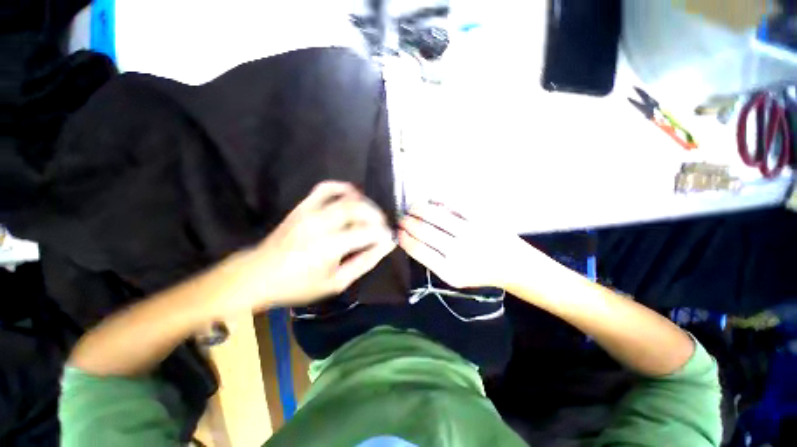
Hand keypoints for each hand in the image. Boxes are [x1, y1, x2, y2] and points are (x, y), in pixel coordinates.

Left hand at [226, 181, 395, 310]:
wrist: (258, 274)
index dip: (383, 234)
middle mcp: (322, 223)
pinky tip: (353, 196)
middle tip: (382, 227)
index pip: (368, 232)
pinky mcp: (303, 206)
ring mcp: (311, 211)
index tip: (388, 239)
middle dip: (377, 217)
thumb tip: (386, 245)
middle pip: (360, 209)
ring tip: (371, 215)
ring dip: (365, 204)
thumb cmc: (299, 284)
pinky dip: (343, 188)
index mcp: (330, 246)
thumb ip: (365, 262)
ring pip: (347, 197)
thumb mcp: (337, 282)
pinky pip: (326, 188)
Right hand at [398, 202, 532, 288]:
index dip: (404, 238)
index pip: (418, 250)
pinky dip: (438, 199)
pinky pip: (454, 203)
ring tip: (412, 207)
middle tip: (402, 218)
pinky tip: (431, 200)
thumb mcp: (453, 277)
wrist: (513, 265)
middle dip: (407, 222)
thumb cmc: (479, 272)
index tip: (397, 231)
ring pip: (436, 215)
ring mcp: (472, 233)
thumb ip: (432, 261)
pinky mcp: (482, 218)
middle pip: (424, 231)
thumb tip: (411, 238)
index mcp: (450, 271)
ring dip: (418, 208)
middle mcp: (460, 252)